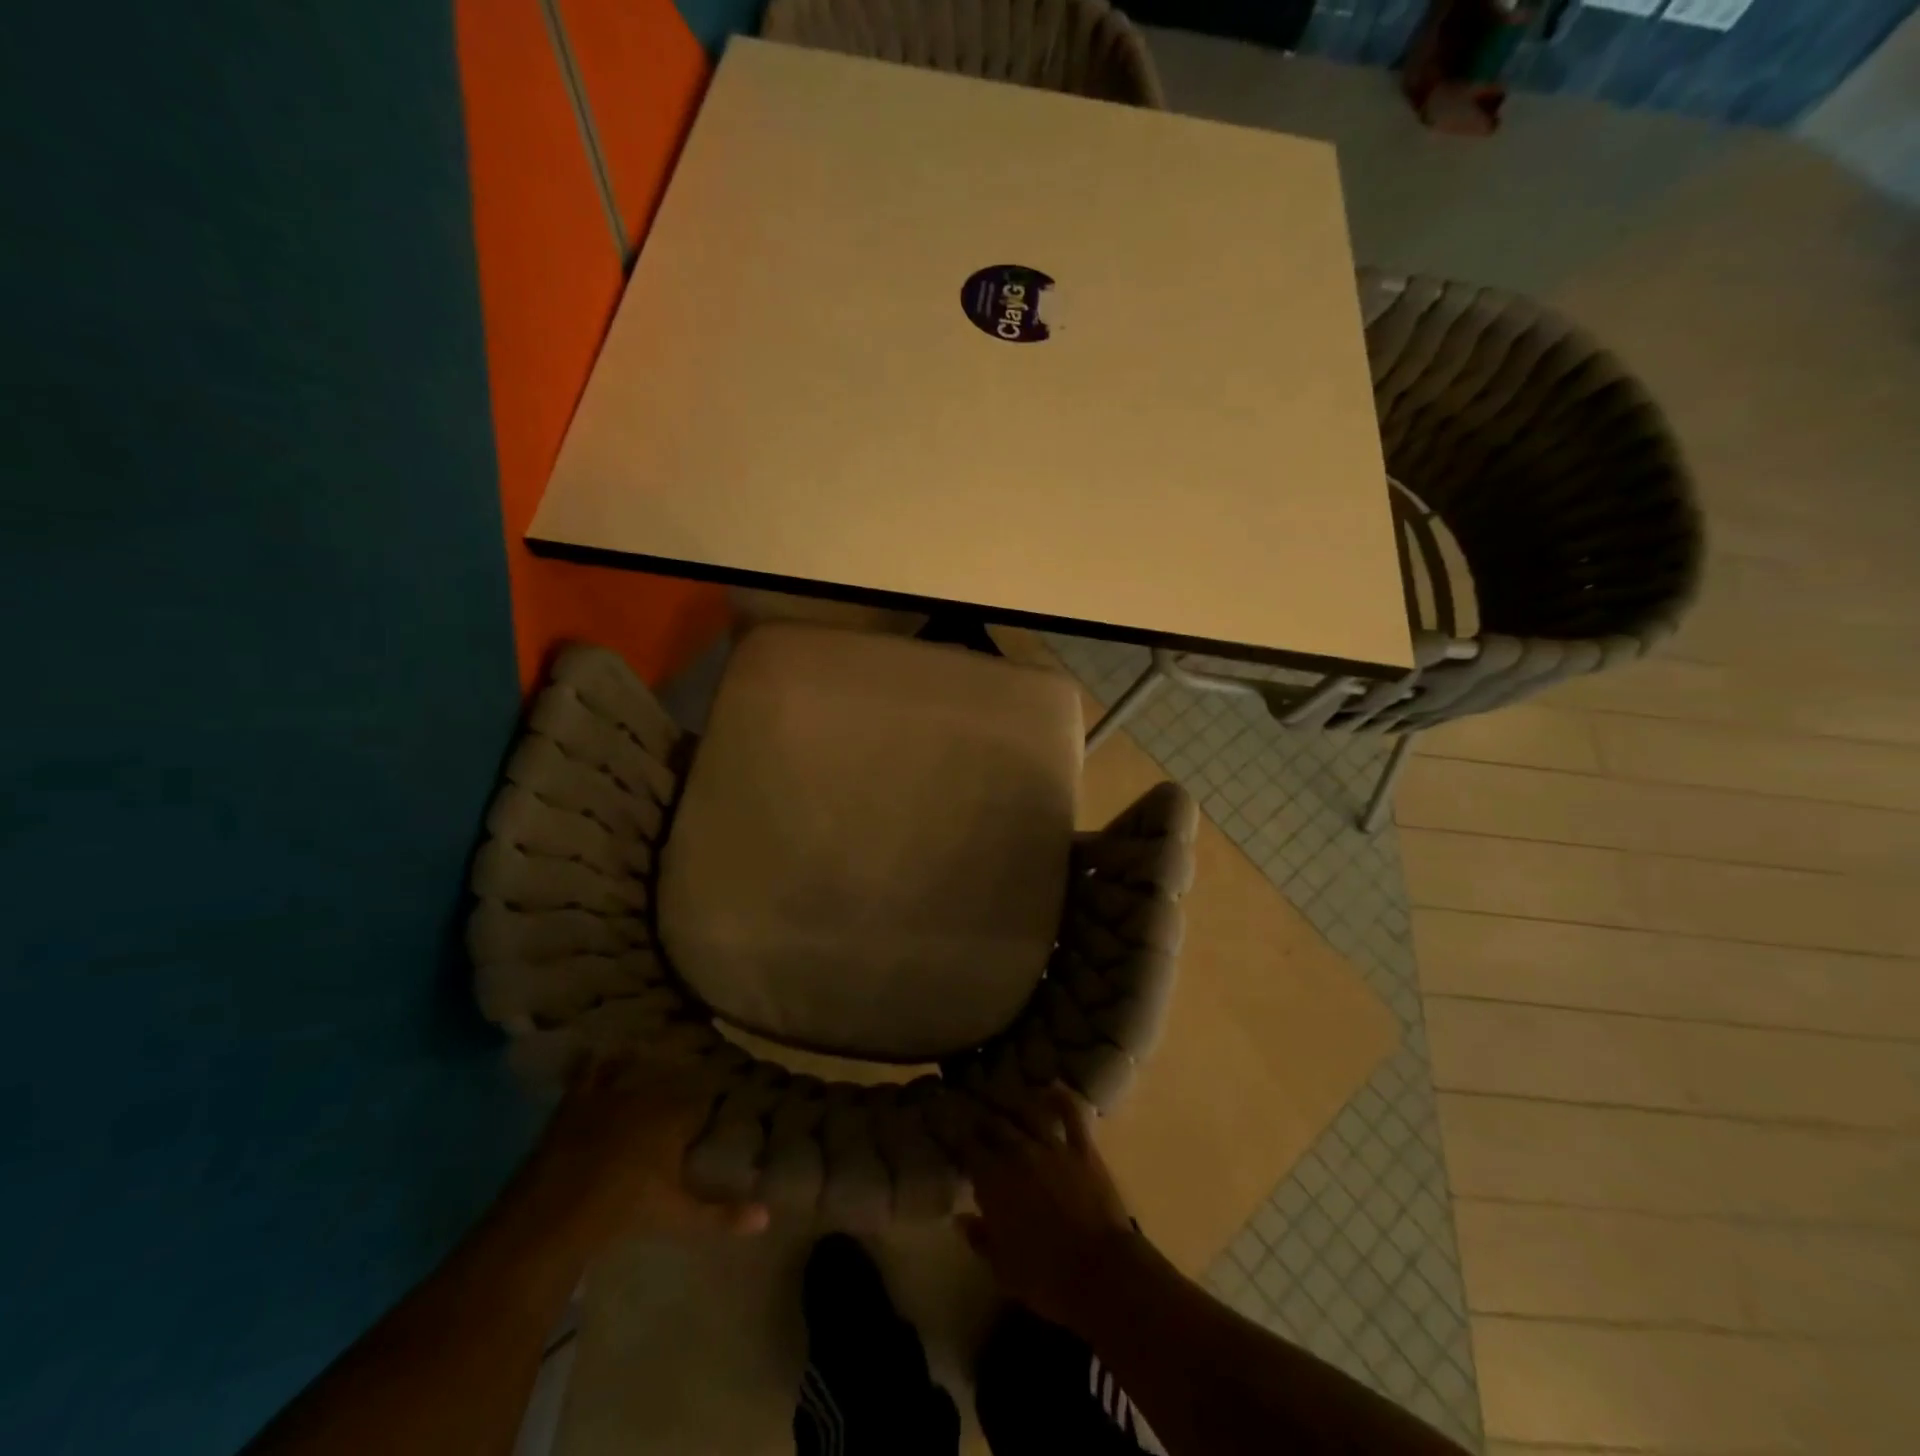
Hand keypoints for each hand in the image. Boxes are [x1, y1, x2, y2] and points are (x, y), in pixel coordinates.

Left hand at [511, 1056, 769, 1256]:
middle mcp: (649, 1094)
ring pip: (636, 1071)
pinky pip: (592, 1071)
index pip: (703, 1101)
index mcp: (677, 1115)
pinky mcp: (577, 1101)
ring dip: (643, 1071)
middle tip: (678, 1103)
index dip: (706, 1109)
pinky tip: (601, 1055)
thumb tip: (767, 1218)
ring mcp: (611, 1093)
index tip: (709, 1116)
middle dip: (677, 1090)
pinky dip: (599, 1063)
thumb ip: (721, 1214)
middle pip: (671, 1084)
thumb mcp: (678, 1216)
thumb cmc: (626, 1210)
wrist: (558, 1210)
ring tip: (649, 1071)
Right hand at [958, 1084, 1143, 1330]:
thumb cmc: (1045, 1278)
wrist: (1101, 1274)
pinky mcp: (1082, 1149)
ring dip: (1013, 1102)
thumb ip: (980, 1238)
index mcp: (994, 1180)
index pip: (966, 1146)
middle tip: (972, 1108)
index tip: (945, 1124)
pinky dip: (1061, 1100)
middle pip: (994, 1124)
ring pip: (1027, 1112)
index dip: (954, 1133)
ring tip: (1003, 1092)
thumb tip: (962, 1219)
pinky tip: (1052, 1089)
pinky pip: (1071, 1116)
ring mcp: (1052, 1146)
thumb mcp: (1002, 1268)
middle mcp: (1019, 1152)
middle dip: (981, 1116)